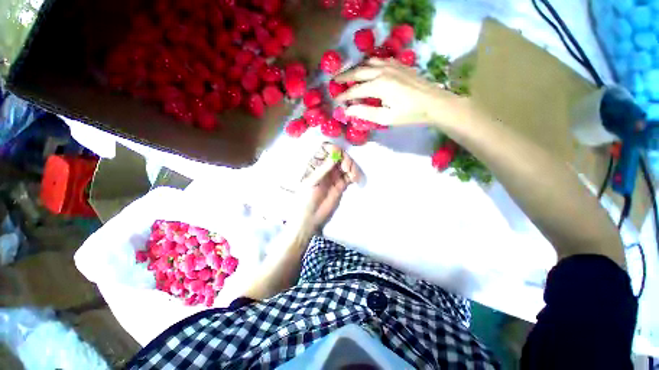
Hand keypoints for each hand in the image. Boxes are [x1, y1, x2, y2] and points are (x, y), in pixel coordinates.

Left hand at [296, 143, 360, 231]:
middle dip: (345, 159)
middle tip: (347, 168)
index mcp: (315, 164)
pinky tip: (355, 179)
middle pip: (339, 156)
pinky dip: (354, 175)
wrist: (310, 217)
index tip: (339, 154)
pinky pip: (350, 176)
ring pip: (346, 165)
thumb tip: (335, 155)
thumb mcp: (312, 182)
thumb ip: (324, 169)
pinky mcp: (341, 184)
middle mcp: (326, 168)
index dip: (333, 149)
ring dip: (352, 167)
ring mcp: (334, 176)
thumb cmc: (305, 199)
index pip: (325, 150)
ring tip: (353, 176)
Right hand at [334, 58, 468, 126]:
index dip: (344, 96)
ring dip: (357, 69)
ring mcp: (392, 65)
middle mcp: (383, 71)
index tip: (336, 101)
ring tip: (349, 75)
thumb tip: (348, 109)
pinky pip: (380, 61)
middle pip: (359, 72)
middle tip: (335, 81)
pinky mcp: (399, 65)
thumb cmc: (409, 114)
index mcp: (379, 85)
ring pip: (368, 63)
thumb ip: (365, 112)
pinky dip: (370, 65)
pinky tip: (369, 69)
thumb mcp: (386, 118)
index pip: (355, 90)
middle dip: (345, 77)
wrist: (433, 102)